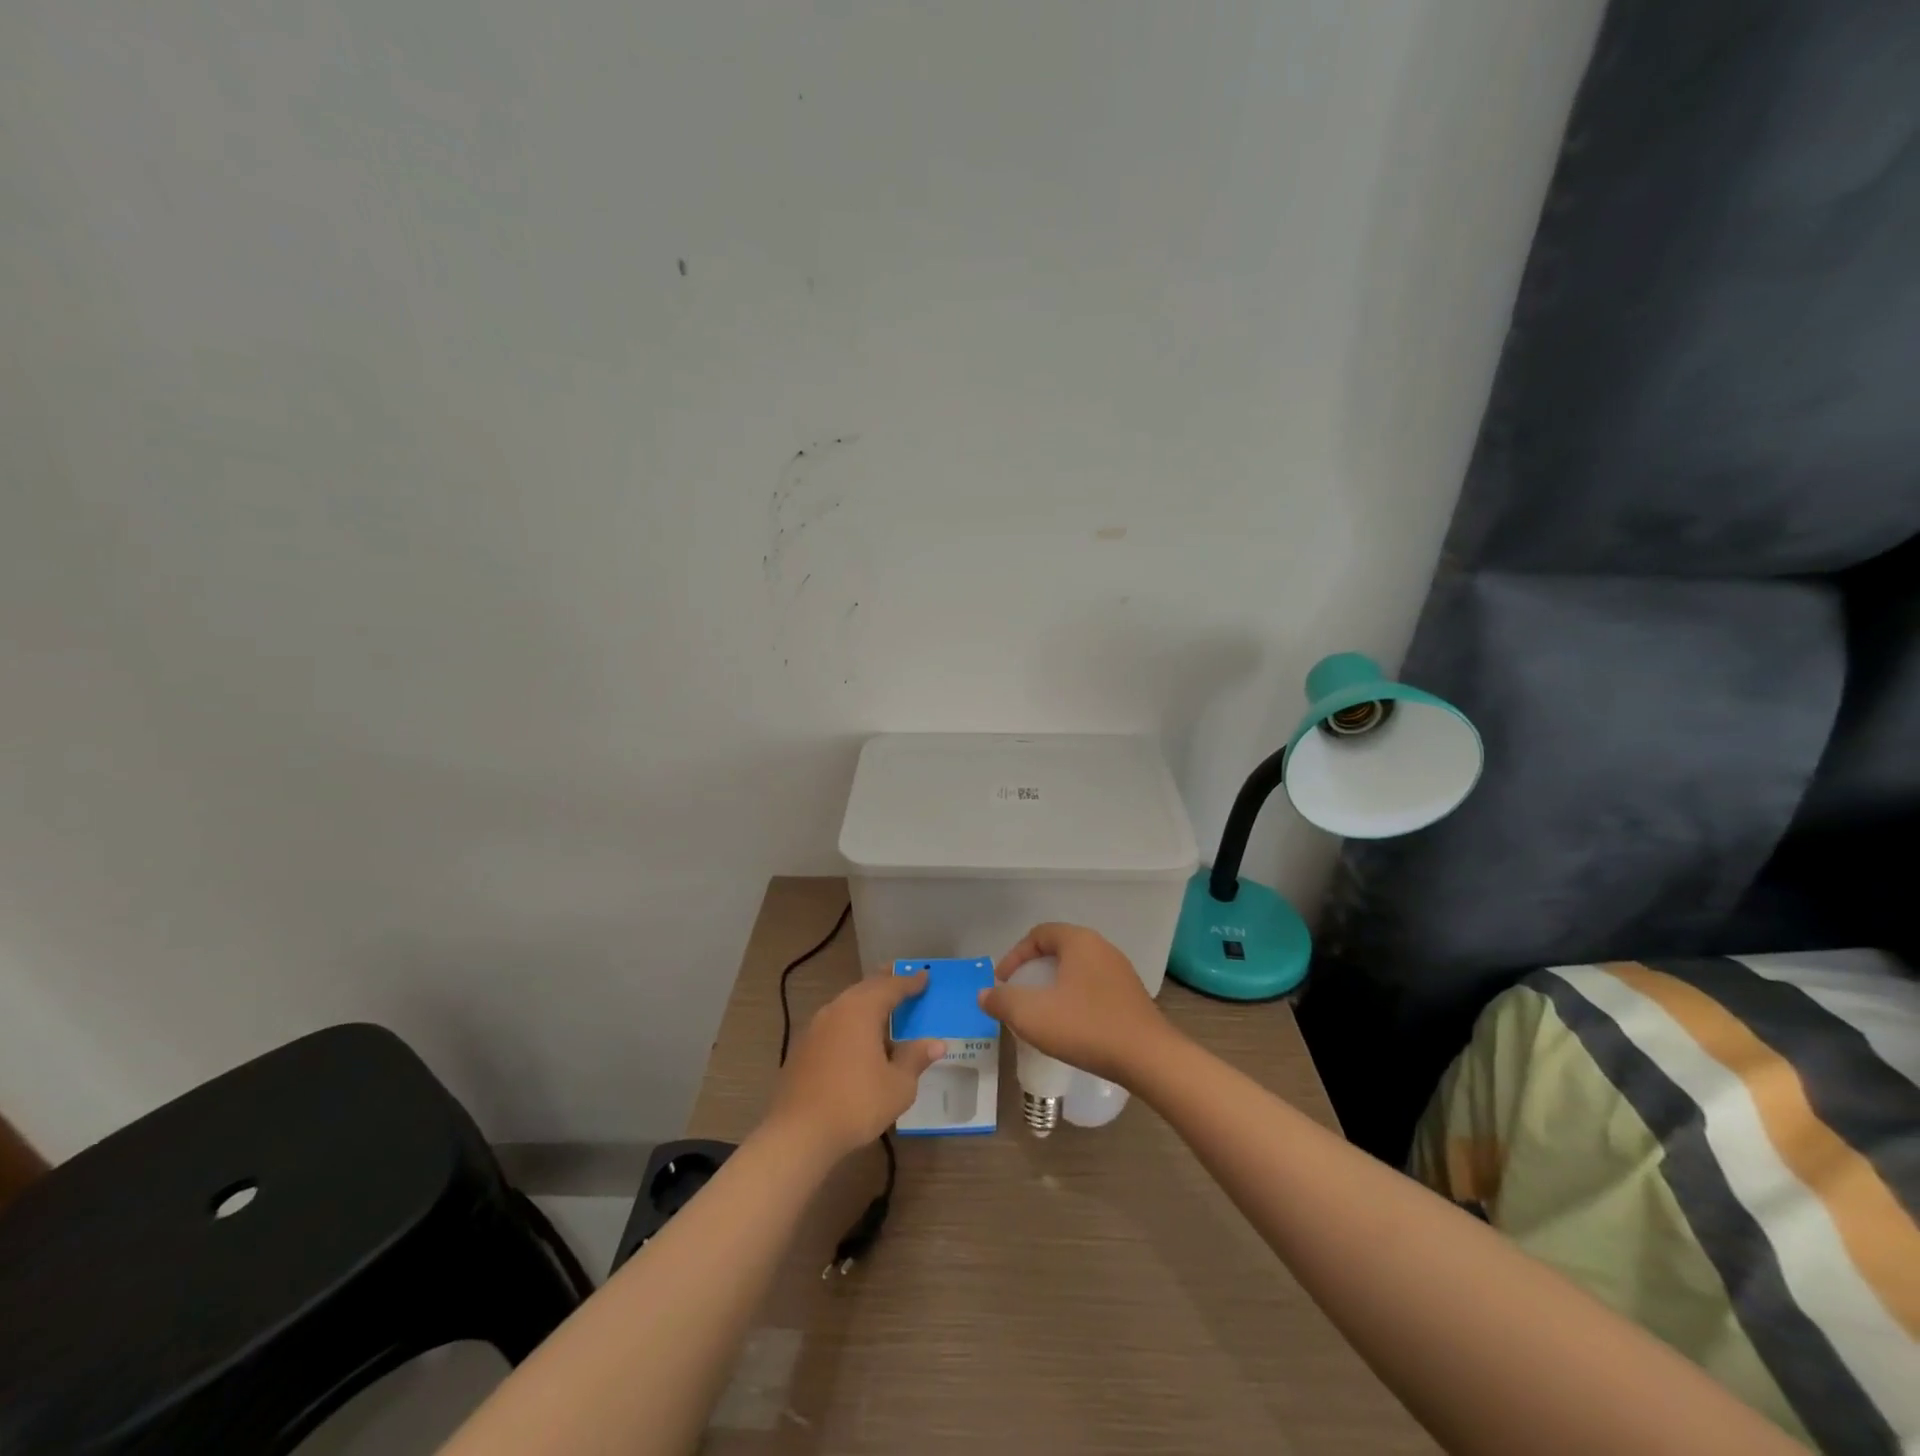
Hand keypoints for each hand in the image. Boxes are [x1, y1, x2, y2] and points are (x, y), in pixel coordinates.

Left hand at [767, 972, 944, 1159]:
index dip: (910, 982)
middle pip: (865, 988)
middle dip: (885, 982)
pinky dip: (851, 1021)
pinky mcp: (802, 1047)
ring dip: (866, 1001)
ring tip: (883, 1006)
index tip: (925, 976)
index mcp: (861, 1010)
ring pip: (847, 1004)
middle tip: (903, 979)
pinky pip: (834, 1022)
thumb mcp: (898, 1085)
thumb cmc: (856, 1104)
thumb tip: (936, 1043)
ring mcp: (815, 1027)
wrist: (798, 1133)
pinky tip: (857, 1037)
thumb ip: (915, 1059)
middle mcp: (837, 1009)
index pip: (891, 987)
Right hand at [982, 924, 1176, 1085]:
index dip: (1014, 955)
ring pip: (1077, 970)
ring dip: (1054, 986)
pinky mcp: (1131, 996)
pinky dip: (1075, 999)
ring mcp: (1120, 972)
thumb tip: (985, 994)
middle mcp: (1102, 948)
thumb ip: (1002, 1001)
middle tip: (1018, 995)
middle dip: (1033, 970)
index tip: (1002, 982)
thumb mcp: (1032, 1015)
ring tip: (1041, 1012)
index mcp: (1079, 941)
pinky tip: (1070, 1025)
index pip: (1039, 934)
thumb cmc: (1086, 1027)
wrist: (1149, 1058)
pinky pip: (1094, 988)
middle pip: (1058, 950)